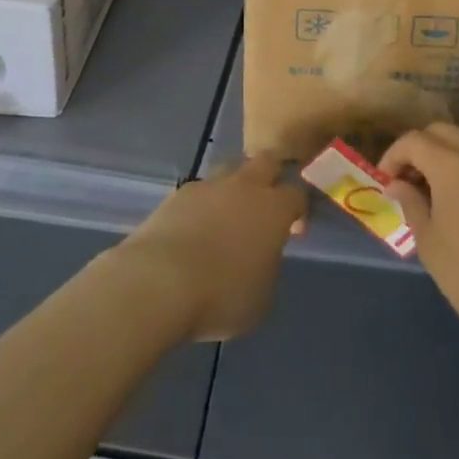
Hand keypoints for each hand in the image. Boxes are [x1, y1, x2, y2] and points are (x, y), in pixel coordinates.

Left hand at [107, 154, 304, 341]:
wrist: (160, 281)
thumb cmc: (221, 295)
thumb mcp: (261, 296)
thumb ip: (267, 265)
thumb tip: (261, 253)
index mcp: (273, 209)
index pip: (297, 194)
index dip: (299, 209)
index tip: (294, 228)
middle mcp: (245, 186)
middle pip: (266, 162)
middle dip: (271, 176)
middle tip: (265, 204)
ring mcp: (210, 185)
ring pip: (230, 171)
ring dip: (234, 187)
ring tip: (226, 216)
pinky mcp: (179, 193)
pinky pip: (200, 191)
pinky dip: (203, 204)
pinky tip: (195, 228)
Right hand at [380, 123, 458, 351]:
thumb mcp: (431, 244)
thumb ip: (412, 205)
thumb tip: (398, 185)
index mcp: (452, 163)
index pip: (413, 141)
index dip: (393, 157)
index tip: (385, 183)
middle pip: (441, 132)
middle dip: (419, 149)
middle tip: (407, 182)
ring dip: (444, 157)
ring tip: (433, 193)